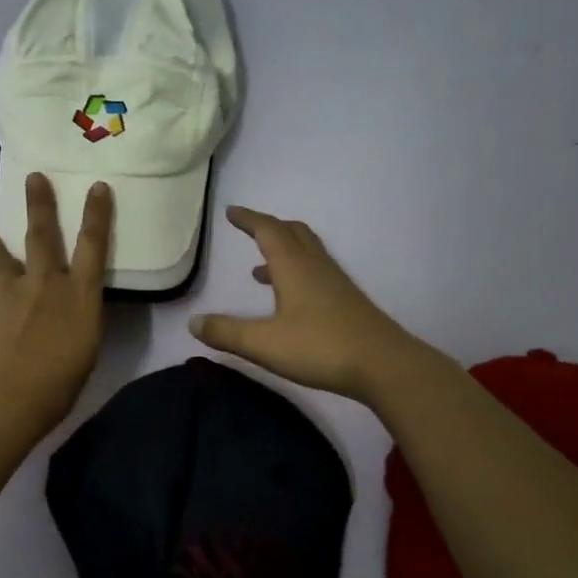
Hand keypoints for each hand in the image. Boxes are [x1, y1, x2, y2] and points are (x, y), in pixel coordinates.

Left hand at [0, 172, 111, 431]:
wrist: (6, 393)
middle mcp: (47, 283)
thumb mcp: (85, 350)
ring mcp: (11, 290)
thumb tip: (68, 312)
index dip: (97, 214)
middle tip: (33, 178)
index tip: (96, 187)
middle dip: (40, 203)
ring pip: (2, 256)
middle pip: (43, 234)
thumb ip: (77, 321)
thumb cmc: (59, 383)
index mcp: (80, 295)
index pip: (93, 245)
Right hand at [189, 206, 425, 401]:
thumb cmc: (320, 347)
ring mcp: (335, 283)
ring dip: (283, 251)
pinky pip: (315, 272)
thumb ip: (227, 332)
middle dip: (269, 227)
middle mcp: (315, 266)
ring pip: (307, 252)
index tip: (231, 212)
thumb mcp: (264, 344)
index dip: (248, 219)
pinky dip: (296, 272)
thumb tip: (194, 322)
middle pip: (292, 233)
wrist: (383, 365)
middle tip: (249, 229)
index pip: (268, 231)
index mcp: (293, 267)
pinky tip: (289, 300)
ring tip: (258, 269)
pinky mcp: (346, 301)